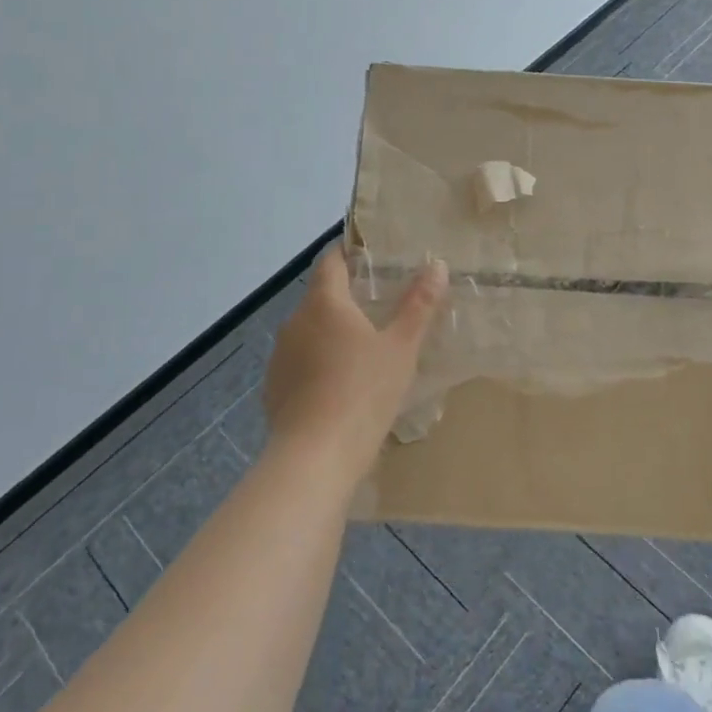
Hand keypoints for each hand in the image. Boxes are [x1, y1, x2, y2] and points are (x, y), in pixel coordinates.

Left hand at [262, 247, 447, 480]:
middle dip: (348, 298)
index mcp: (324, 303)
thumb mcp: (402, 347)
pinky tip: (342, 385)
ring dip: (333, 333)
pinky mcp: (274, 390)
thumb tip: (437, 265)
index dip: (349, 253)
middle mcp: (294, 322)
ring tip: (365, 348)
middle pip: (321, 297)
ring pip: (310, 332)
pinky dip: (320, 363)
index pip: (331, 261)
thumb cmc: (363, 392)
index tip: (371, 255)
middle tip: (383, 306)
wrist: (314, 458)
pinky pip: (301, 363)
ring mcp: (280, 358)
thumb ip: (419, 304)